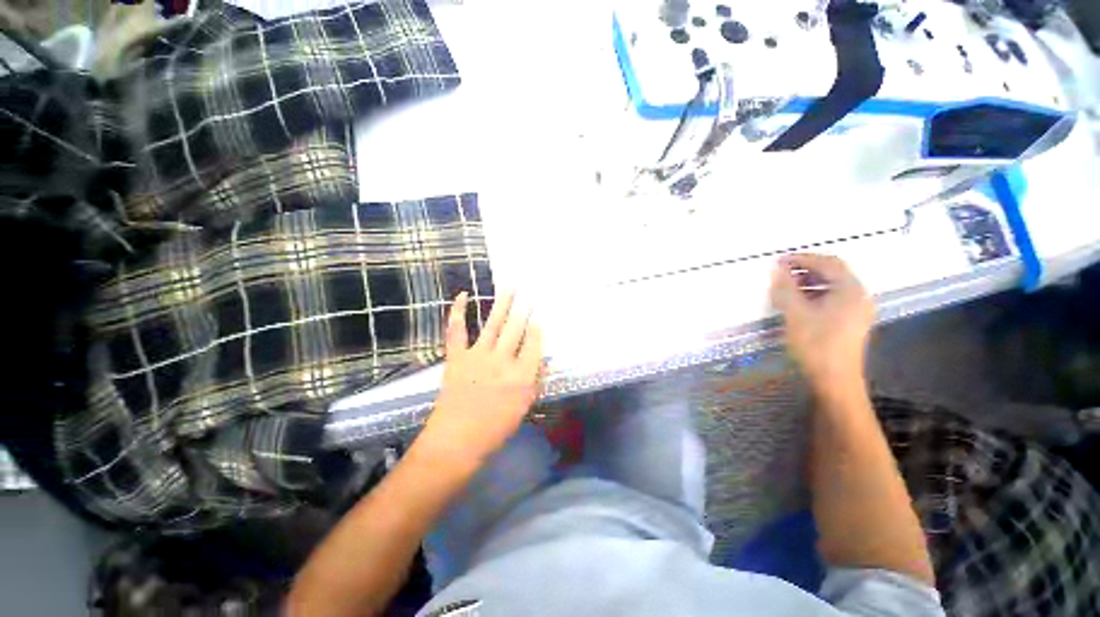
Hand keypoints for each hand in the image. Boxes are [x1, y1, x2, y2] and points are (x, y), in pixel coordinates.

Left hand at [416, 292, 543, 467]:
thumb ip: (535, 380)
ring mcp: (477, 356)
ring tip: (510, 286)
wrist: (456, 442)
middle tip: (529, 292)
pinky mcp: (457, 357)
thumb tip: (543, 359)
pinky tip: (464, 295)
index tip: (539, 316)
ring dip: (503, 303)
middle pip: (516, 328)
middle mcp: (502, 360)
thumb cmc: (495, 428)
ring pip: (493, 324)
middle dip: (524, 309)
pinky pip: (457, 330)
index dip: (537, 328)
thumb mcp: (524, 407)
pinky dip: (458, 312)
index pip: (534, 344)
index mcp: (521, 375)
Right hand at [770, 254, 874, 401]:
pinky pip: (835, 297)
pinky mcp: (853, 320)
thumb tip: (778, 268)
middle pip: (834, 271)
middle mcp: (859, 295)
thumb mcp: (796, 314)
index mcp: (850, 290)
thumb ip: (786, 288)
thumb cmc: (816, 344)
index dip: (802, 258)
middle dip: (807, 268)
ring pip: (834, 285)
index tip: (779, 261)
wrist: (835, 379)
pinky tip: (800, 301)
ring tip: (787, 286)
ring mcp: (858, 308)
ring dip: (810, 281)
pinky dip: (816, 293)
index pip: (828, 263)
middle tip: (782, 272)